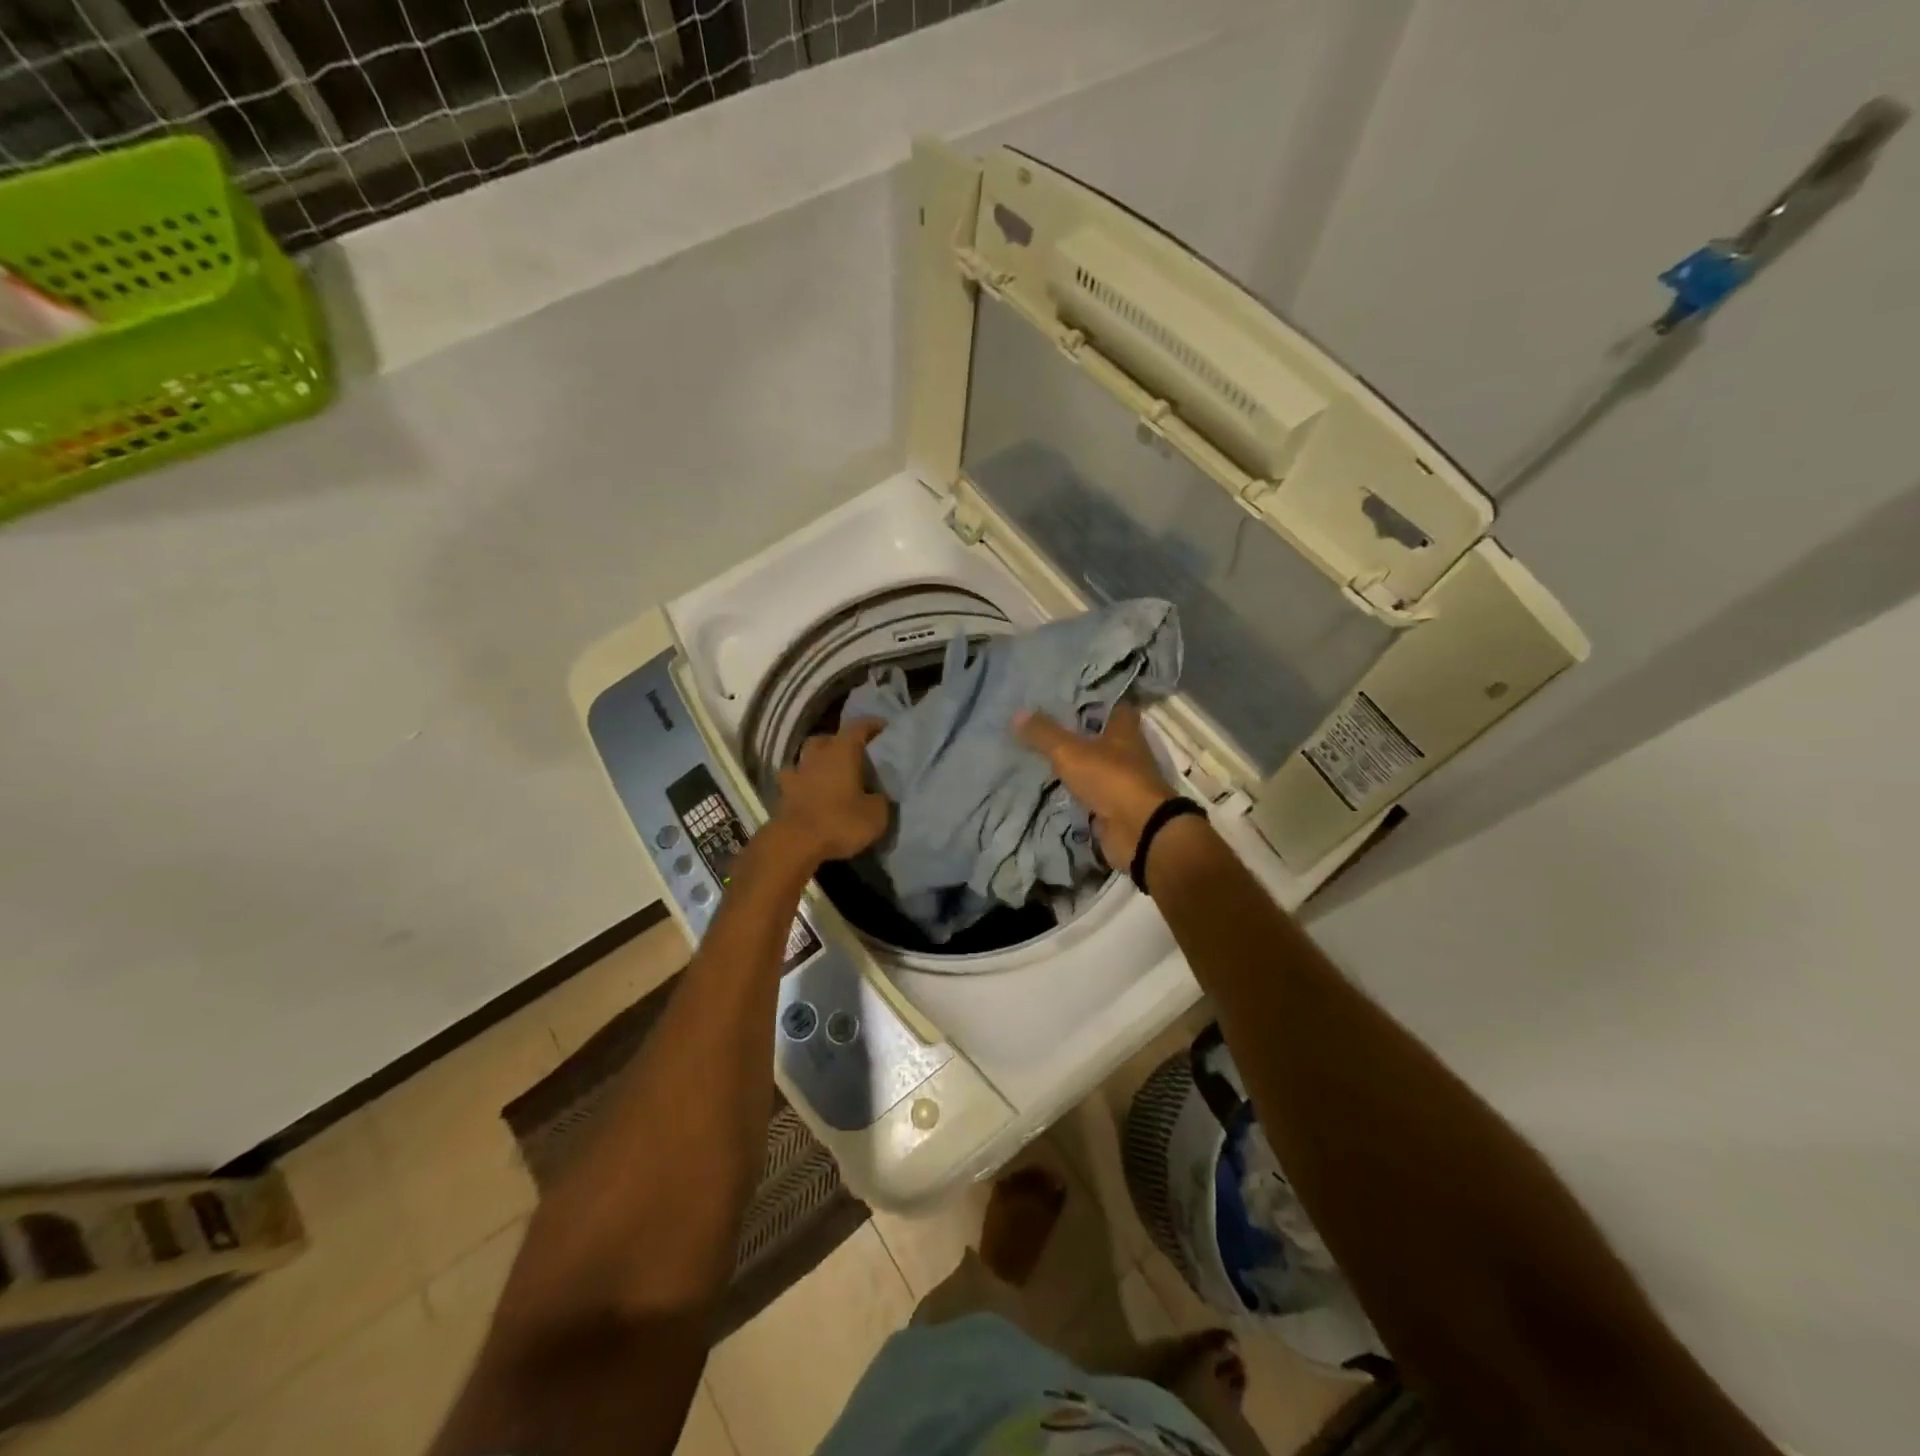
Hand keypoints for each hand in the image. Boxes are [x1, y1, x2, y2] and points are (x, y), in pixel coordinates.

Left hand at [772, 718, 889, 864]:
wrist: (795, 843)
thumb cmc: (840, 822)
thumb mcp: (876, 815)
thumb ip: (881, 799)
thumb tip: (879, 794)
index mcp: (842, 751)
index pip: (858, 726)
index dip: (872, 725)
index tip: (884, 727)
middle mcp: (817, 755)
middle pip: (828, 738)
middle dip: (841, 742)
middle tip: (855, 753)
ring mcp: (796, 772)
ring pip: (808, 756)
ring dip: (819, 761)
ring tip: (832, 773)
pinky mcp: (783, 793)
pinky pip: (796, 780)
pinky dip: (804, 782)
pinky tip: (811, 791)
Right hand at [1014, 702, 1174, 869]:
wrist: (1139, 830)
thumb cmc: (1110, 778)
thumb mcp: (1070, 752)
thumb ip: (1044, 734)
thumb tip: (1017, 712)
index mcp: (1124, 730)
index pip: (1113, 706)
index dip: (1095, 701)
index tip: (1070, 698)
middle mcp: (1129, 753)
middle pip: (1104, 738)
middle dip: (1081, 734)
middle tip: (1047, 728)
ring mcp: (1124, 782)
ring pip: (1097, 767)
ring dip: (1079, 765)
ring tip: (1044, 758)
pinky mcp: (1117, 808)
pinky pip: (1093, 795)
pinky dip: (1078, 794)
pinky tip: (1055, 791)